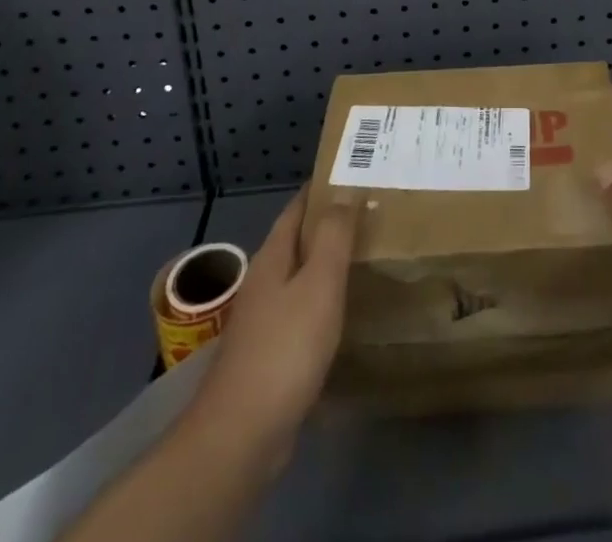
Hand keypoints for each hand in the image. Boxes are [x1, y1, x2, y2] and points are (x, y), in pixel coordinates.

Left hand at [191, 188, 357, 464]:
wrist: (241, 436)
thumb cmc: (285, 349)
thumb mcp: (318, 284)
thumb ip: (333, 236)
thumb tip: (344, 192)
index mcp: (272, 259)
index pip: (296, 209)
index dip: (321, 190)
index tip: (353, 176)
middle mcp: (263, 284)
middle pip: (297, 243)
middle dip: (328, 227)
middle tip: (370, 216)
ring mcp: (262, 323)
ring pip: (299, 280)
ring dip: (326, 267)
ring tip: (364, 261)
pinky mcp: (269, 358)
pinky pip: (301, 316)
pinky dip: (323, 306)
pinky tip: (344, 318)